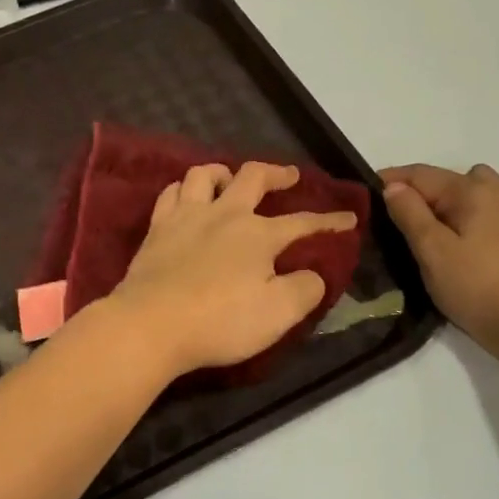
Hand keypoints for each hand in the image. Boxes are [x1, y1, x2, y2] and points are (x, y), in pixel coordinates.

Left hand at [108, 161, 358, 379]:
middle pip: (253, 178)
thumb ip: (305, 289)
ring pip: (205, 175)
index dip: (329, 221)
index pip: (303, 223)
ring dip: (224, 172)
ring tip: (231, 182)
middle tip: (289, 177)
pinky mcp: (157, 229)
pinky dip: (185, 190)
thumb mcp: (279, 313)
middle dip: (277, 173)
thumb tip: (313, 274)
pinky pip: (171, 193)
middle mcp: (224, 214)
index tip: (348, 219)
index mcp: (258, 234)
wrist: (151, 325)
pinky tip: (187, 199)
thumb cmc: (220, 321)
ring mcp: (186, 217)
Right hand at [380, 164, 498, 361]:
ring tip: (448, 224)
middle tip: (404, 222)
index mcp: (469, 191)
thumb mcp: (431, 252)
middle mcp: (498, 189)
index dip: (392, 179)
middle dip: (425, 191)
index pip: (421, 175)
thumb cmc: (475, 287)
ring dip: (462, 195)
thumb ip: (410, 214)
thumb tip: (394, 186)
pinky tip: (497, 217)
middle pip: (451, 178)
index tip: (368, 191)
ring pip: (485, 184)